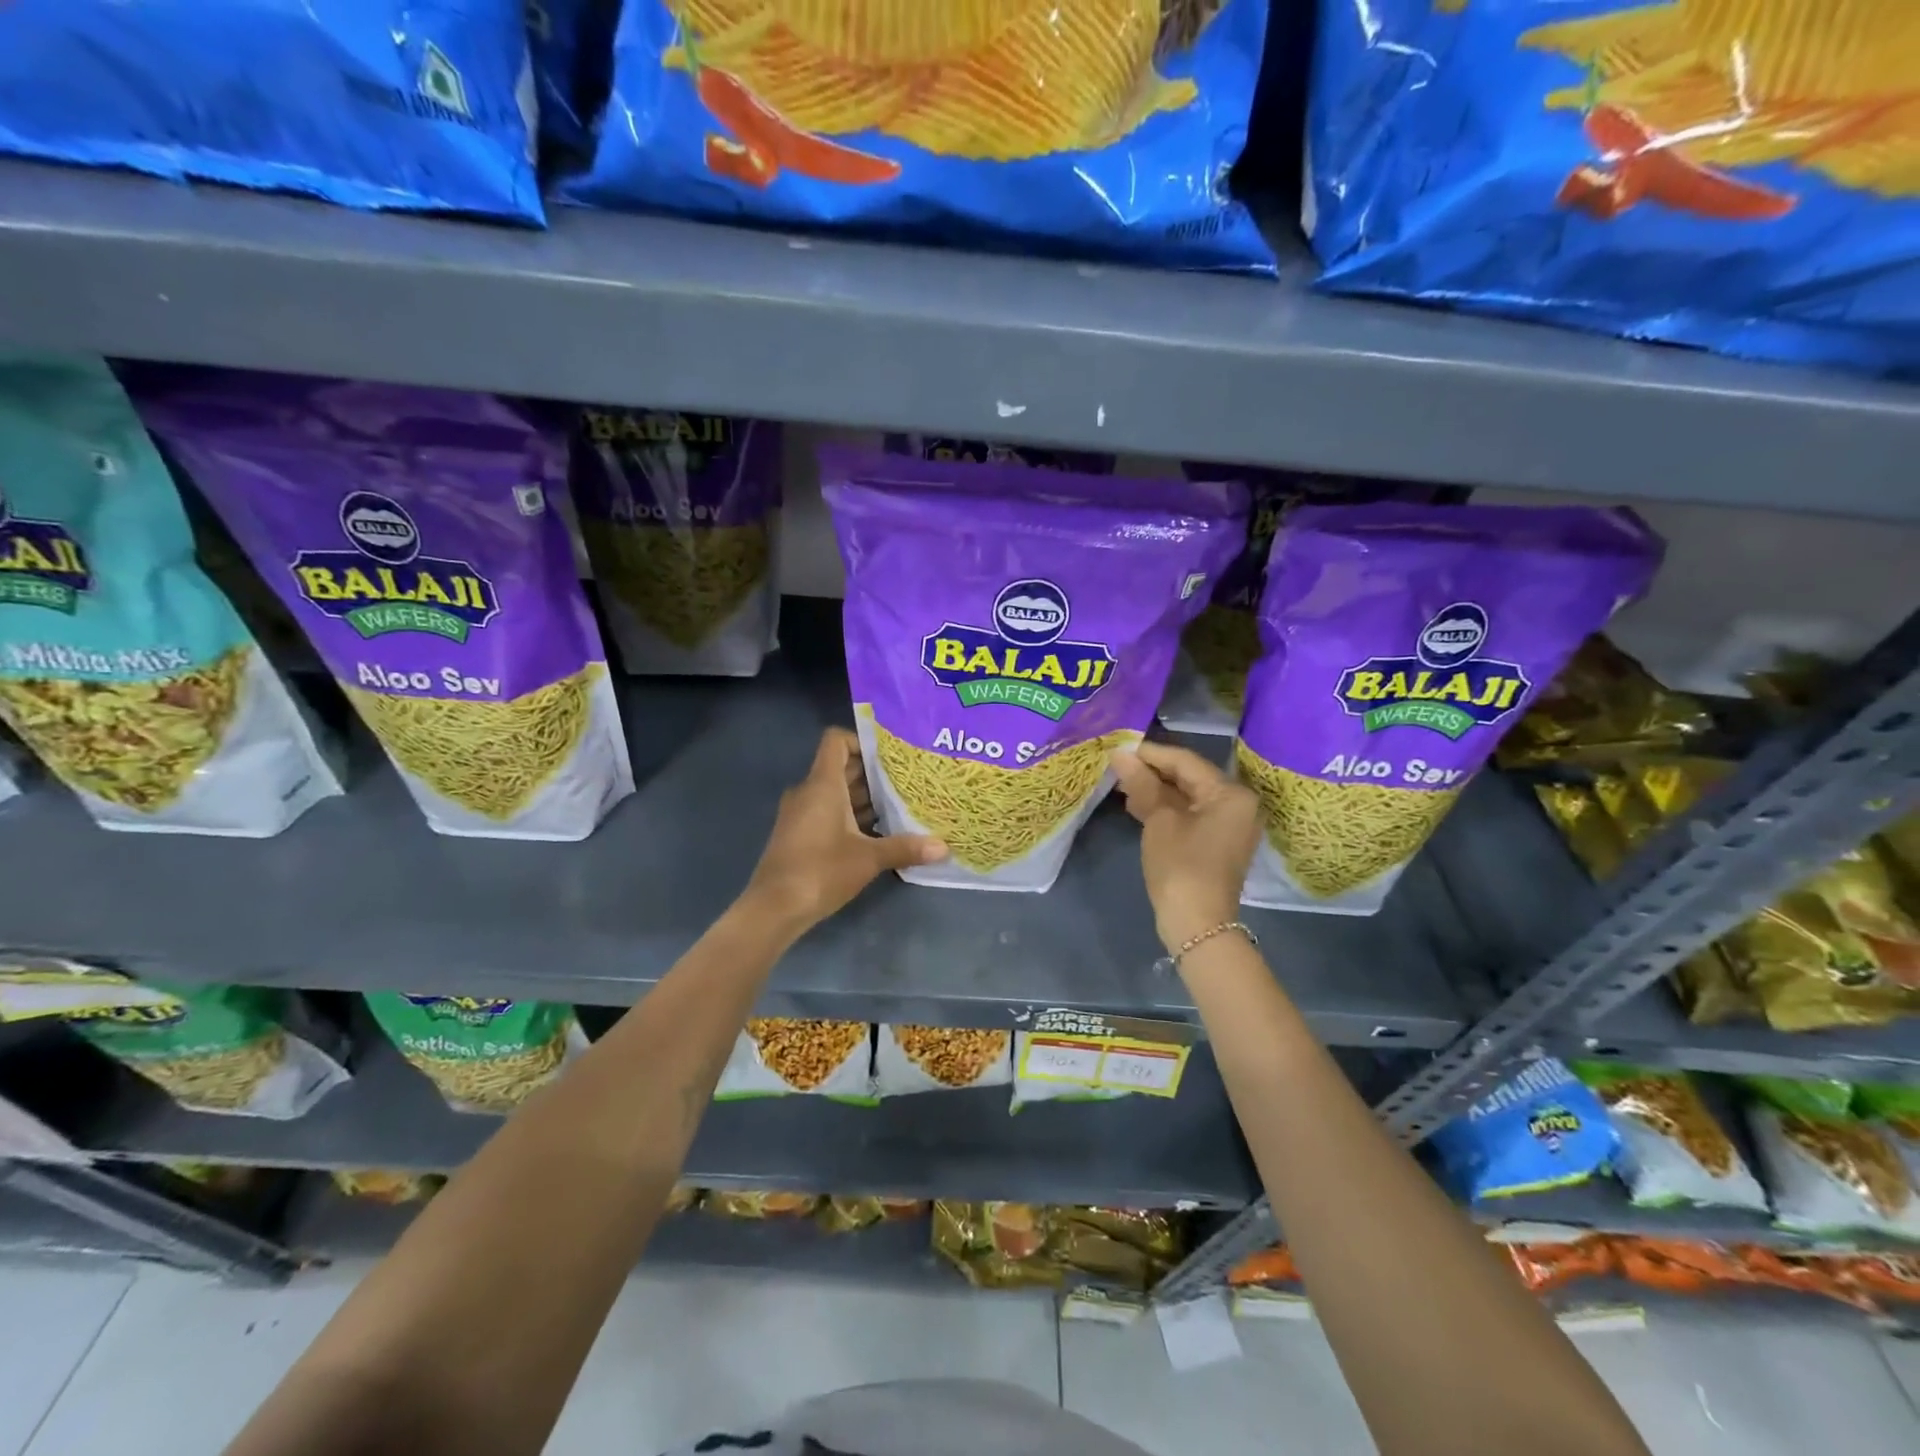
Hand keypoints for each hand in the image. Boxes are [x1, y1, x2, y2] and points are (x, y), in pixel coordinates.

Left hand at [746, 727, 945, 931]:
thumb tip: (944, 847)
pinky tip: (877, 833)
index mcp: (822, 785)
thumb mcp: (868, 858)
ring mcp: (801, 813)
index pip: (836, 741)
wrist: (774, 908)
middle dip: (873, 773)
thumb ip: (905, 848)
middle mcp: (809, 792)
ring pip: (836, 792)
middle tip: (908, 781)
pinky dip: (850, 815)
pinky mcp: (799, 834)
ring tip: (900, 806)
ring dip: (864, 798)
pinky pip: (828, 812)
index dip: (862, 741)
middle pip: (841, 767)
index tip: (890, 757)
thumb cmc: (821, 871)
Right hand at [1110, 741, 1260, 951]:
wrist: (1197, 924)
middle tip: (1116, 766)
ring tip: (1121, 784)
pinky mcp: (1217, 841)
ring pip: (1187, 796)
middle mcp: (1237, 804)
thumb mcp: (1159, 821)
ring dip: (1155, 790)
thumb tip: (1120, 755)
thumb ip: (1142, 784)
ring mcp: (1229, 824)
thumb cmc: (1181, 866)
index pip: (1186, 761)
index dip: (1150, 754)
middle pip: (1189, 776)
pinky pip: (1190, 813)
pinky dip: (1165, 808)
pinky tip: (1136, 805)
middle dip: (1152, 772)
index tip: (1119, 748)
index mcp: (1230, 793)